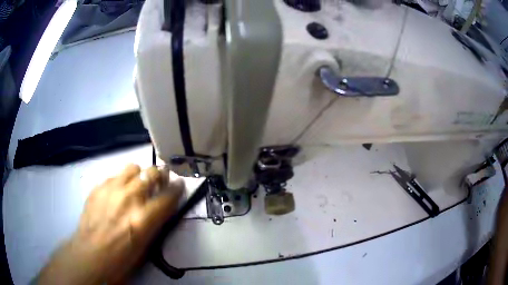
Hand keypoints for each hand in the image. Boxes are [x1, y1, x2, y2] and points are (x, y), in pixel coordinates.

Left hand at [37, 164, 183, 284]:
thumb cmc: (122, 257)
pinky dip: (121, 181)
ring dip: (139, 175)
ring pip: (133, 168)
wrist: (91, 253)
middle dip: (159, 175)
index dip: (177, 188)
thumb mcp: (146, 244)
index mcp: (144, 218)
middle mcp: (129, 198)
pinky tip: (117, 192)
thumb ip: (155, 221)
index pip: (168, 195)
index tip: (179, 184)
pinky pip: (115, 176)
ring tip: (136, 184)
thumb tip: (162, 206)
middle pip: (151, 173)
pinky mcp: (98, 187)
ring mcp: (111, 189)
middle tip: (159, 180)